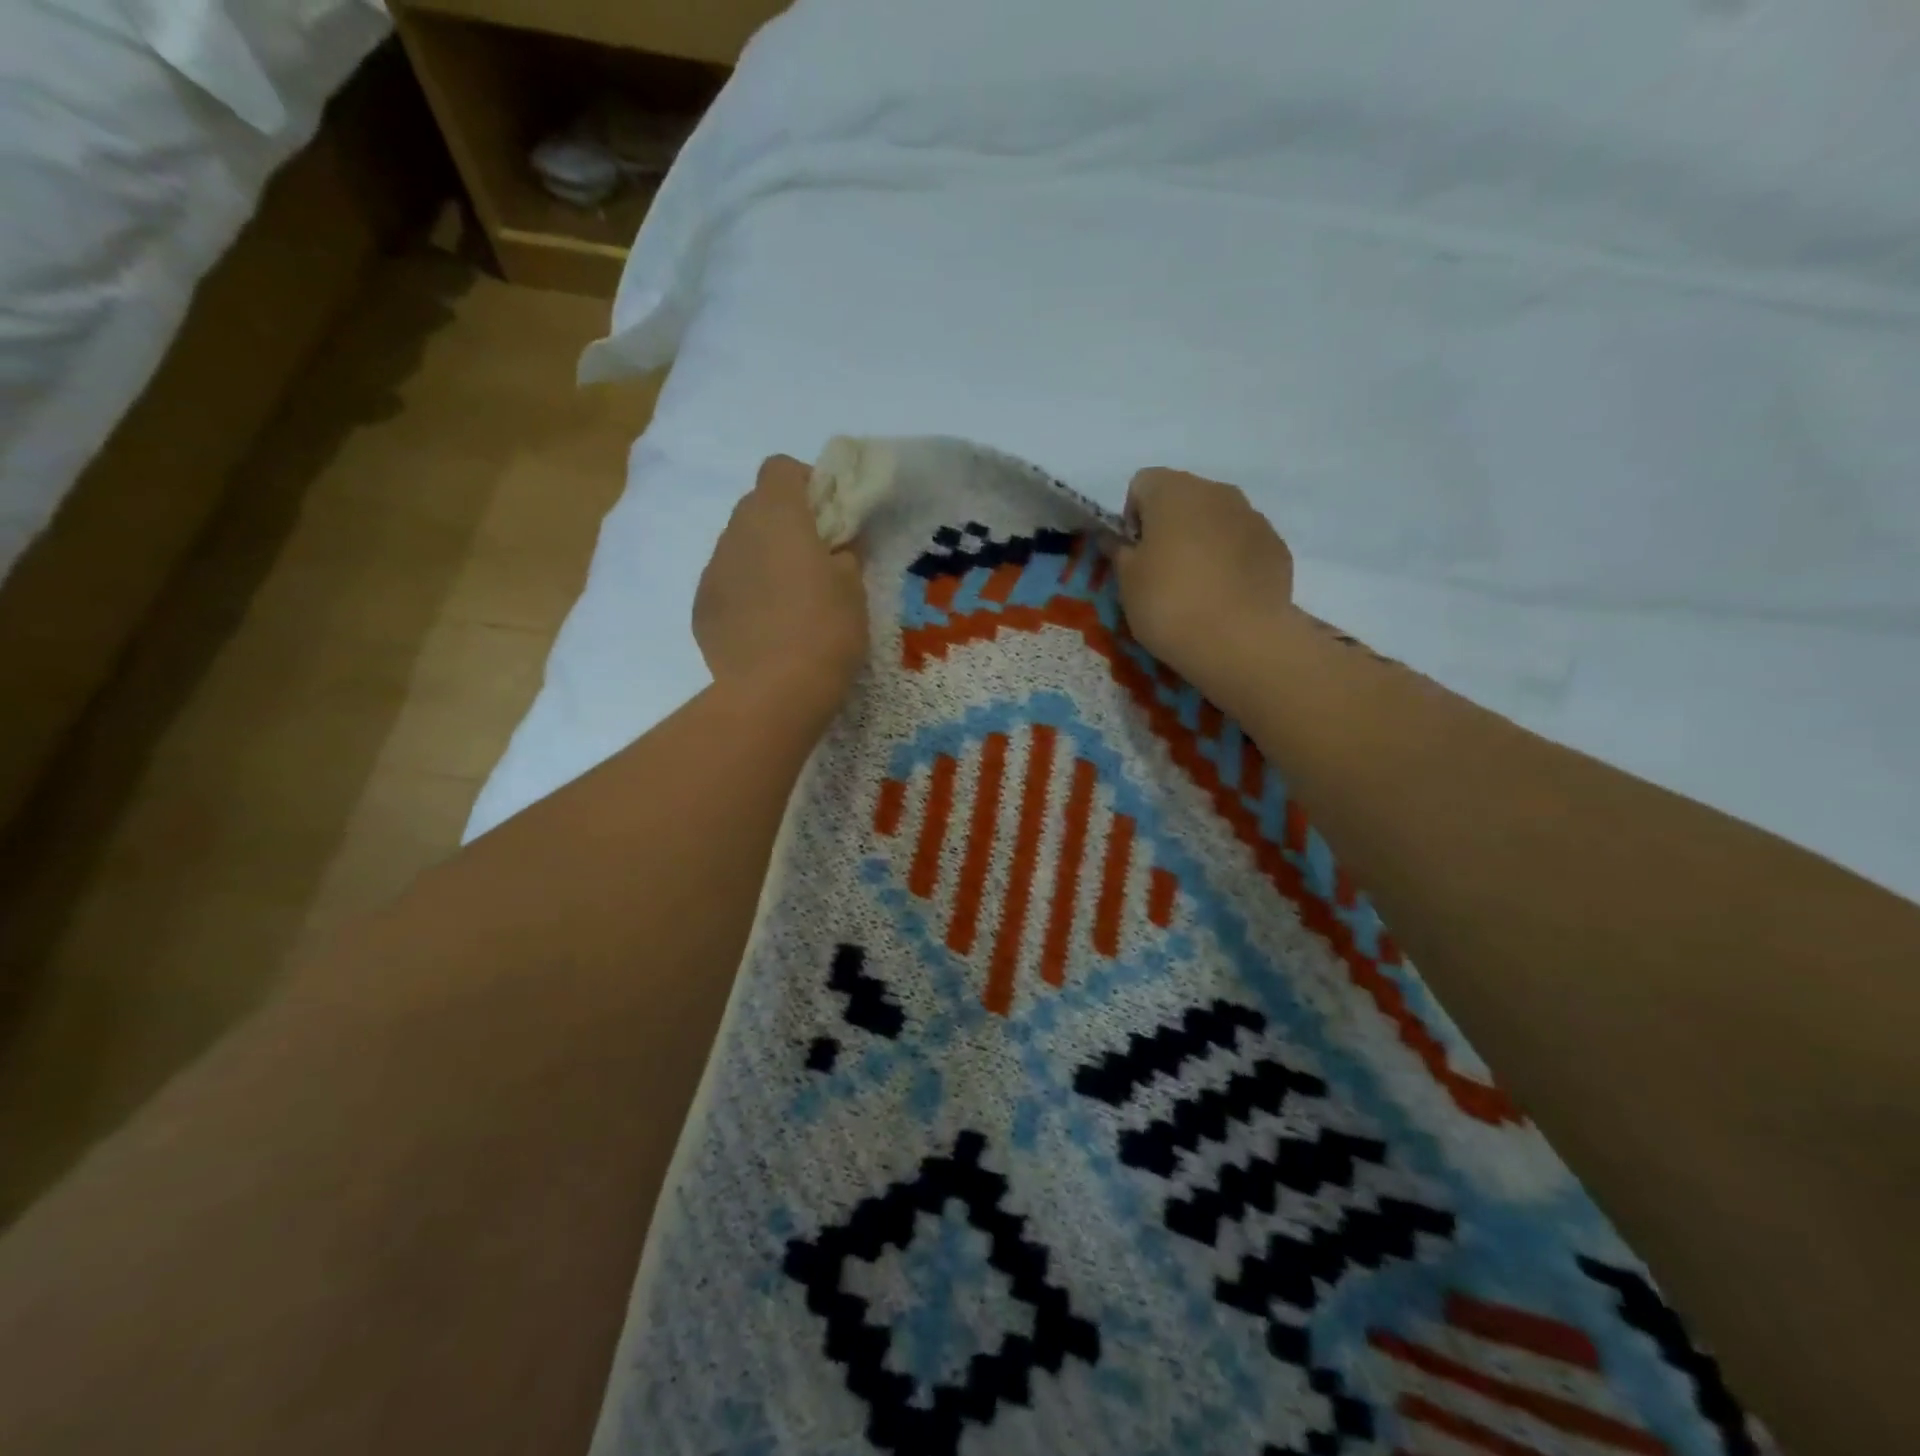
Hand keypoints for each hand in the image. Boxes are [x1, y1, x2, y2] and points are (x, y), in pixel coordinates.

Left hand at [694, 456, 867, 705]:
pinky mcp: (701, 608)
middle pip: (757, 506)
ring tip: (789, 603)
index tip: (828, 518)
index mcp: (776, 515)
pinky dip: (746, 594)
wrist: (772, 692)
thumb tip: (836, 546)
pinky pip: (726, 585)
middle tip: (815, 562)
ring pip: (739, 548)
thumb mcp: (854, 588)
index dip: (807, 484)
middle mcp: (735, 532)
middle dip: (785, 524)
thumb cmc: (824, 630)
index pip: (780, 468)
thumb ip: (846, 553)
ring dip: (763, 560)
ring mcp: (712, 571)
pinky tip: (766, 629)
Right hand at [1112, 468, 1294, 703]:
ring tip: (1196, 587)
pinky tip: (1225, 596)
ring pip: (1216, 519)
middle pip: (1183, 497)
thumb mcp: (1127, 581)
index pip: (1142, 483)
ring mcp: (1253, 516)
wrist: (1240, 640)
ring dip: (1202, 541)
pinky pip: (1243, 544)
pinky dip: (1231, 561)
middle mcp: (1216, 491)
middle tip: (1161, 571)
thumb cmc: (1169, 603)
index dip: (1132, 517)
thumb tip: (1114, 539)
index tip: (1134, 553)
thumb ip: (1118, 552)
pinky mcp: (1276, 546)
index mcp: (1173, 491)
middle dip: (1170, 526)